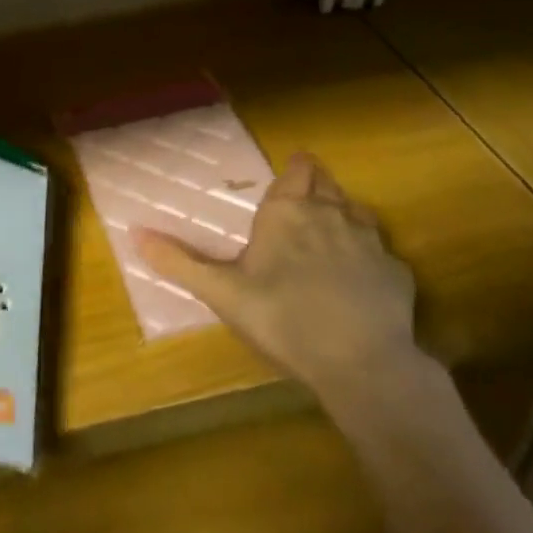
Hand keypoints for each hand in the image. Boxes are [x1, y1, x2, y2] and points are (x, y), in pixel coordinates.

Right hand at [137, 153, 421, 394]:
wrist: (362, 363)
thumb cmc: (283, 318)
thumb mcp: (222, 293)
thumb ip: (179, 261)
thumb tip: (134, 232)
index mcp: (288, 211)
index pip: (298, 169)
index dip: (296, 169)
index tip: (291, 173)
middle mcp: (331, 213)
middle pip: (327, 184)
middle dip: (317, 187)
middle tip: (303, 203)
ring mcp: (370, 241)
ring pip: (357, 212)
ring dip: (344, 216)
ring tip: (331, 236)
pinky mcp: (398, 272)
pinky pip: (381, 253)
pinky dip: (370, 259)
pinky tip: (361, 282)